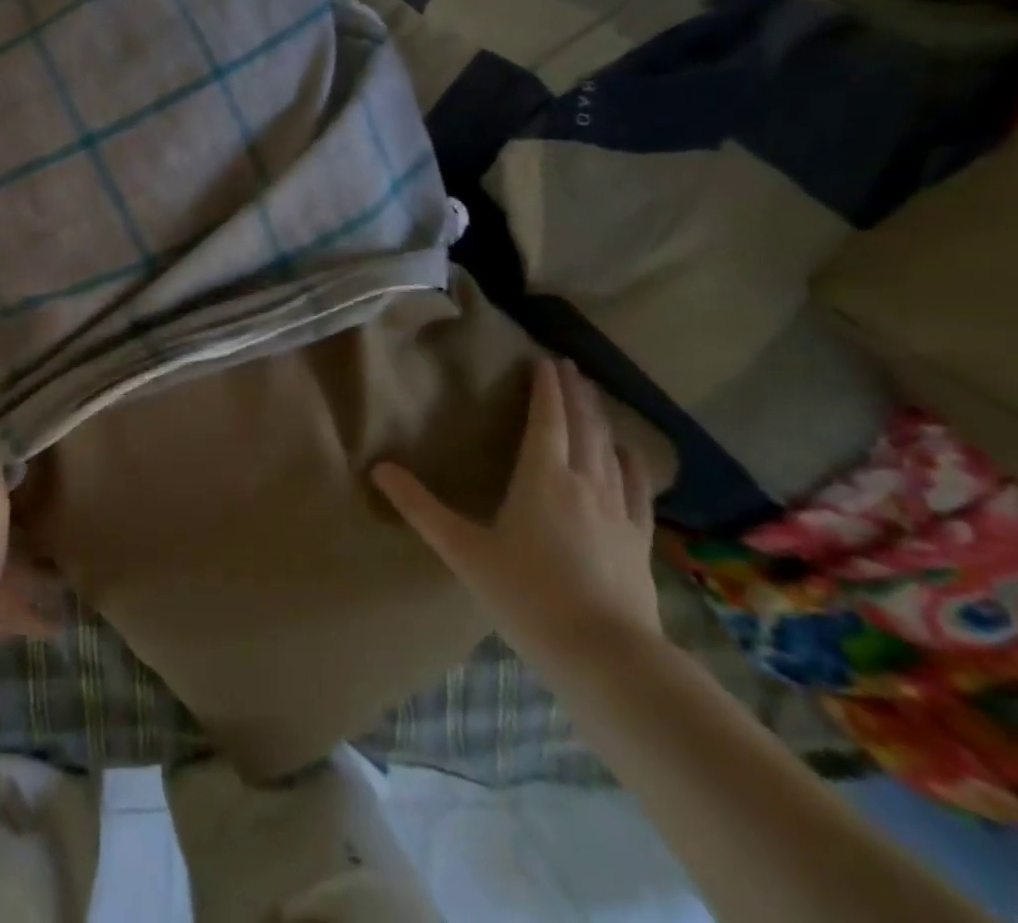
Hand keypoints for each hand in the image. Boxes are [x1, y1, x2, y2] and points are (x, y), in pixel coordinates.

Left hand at [0, 467, 63, 696]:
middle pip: (7, 529)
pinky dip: (45, 617)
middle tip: (71, 516)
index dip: (14, 478)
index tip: (47, 471)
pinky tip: (71, 616)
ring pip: (18, 570)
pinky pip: (27, 613)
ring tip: (78, 564)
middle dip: (32, 525)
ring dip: (41, 570)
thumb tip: (7, 439)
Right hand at [372, 357, 661, 673]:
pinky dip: (631, 462)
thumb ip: (420, 508)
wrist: (608, 656)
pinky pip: (637, 488)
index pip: (546, 419)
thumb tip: (379, 468)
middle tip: (569, 366)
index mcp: (542, 478)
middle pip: (582, 426)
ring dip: (600, 419)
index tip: (546, 360)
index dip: (546, 388)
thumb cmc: (528, 597)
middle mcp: (584, 482)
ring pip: (610, 450)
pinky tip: (629, 454)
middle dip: (575, 393)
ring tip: (594, 397)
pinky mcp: (638, 539)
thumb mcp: (464, 551)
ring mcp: (617, 510)